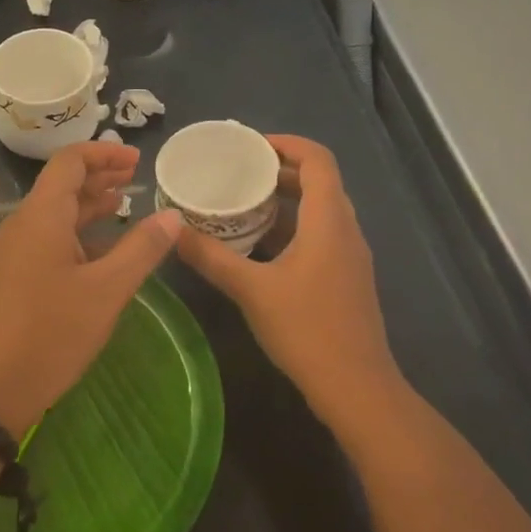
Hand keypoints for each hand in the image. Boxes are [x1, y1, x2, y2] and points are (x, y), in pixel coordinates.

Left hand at [0, 141, 182, 436]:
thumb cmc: (52, 333)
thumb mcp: (107, 290)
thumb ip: (142, 248)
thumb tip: (172, 215)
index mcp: (41, 216)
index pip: (70, 161)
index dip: (104, 154)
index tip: (137, 161)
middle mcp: (21, 224)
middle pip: (61, 184)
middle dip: (99, 177)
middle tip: (135, 179)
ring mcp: (11, 251)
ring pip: (53, 213)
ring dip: (88, 205)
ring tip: (123, 206)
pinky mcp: (9, 275)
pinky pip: (45, 237)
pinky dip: (75, 232)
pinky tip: (99, 249)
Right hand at [176, 135, 402, 431]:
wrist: (357, 387)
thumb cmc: (307, 329)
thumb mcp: (252, 290)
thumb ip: (212, 258)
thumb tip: (173, 231)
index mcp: (329, 219)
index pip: (318, 159)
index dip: (286, 144)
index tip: (250, 145)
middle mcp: (346, 229)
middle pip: (319, 180)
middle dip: (281, 170)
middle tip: (239, 171)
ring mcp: (351, 255)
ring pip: (321, 209)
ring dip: (287, 199)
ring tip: (244, 201)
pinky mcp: (347, 277)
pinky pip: (322, 233)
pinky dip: (294, 225)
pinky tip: (261, 245)